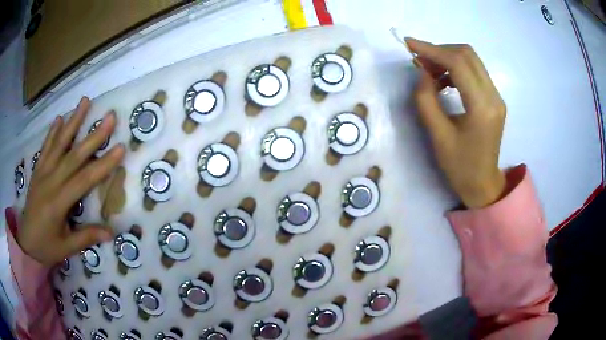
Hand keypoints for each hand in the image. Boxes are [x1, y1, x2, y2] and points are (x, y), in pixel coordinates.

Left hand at [17, 97, 124, 265]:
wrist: (25, 242)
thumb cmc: (46, 247)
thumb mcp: (66, 248)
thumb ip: (86, 237)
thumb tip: (111, 232)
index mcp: (58, 202)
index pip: (83, 180)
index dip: (103, 165)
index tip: (120, 148)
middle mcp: (50, 182)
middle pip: (73, 156)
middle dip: (93, 136)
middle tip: (109, 117)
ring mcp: (42, 172)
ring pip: (59, 144)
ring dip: (73, 122)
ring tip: (85, 101)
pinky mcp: (37, 170)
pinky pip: (45, 147)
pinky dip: (52, 132)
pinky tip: (60, 118)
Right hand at [406, 38, 506, 208]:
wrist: (483, 184)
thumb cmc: (460, 167)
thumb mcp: (438, 136)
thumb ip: (426, 100)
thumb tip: (422, 72)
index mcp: (482, 108)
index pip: (458, 64)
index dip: (432, 50)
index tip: (409, 44)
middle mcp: (494, 97)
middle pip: (467, 55)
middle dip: (440, 50)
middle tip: (419, 59)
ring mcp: (496, 96)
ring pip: (472, 60)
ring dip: (447, 58)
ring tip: (429, 70)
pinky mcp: (494, 99)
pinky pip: (475, 72)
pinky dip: (456, 68)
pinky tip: (443, 80)